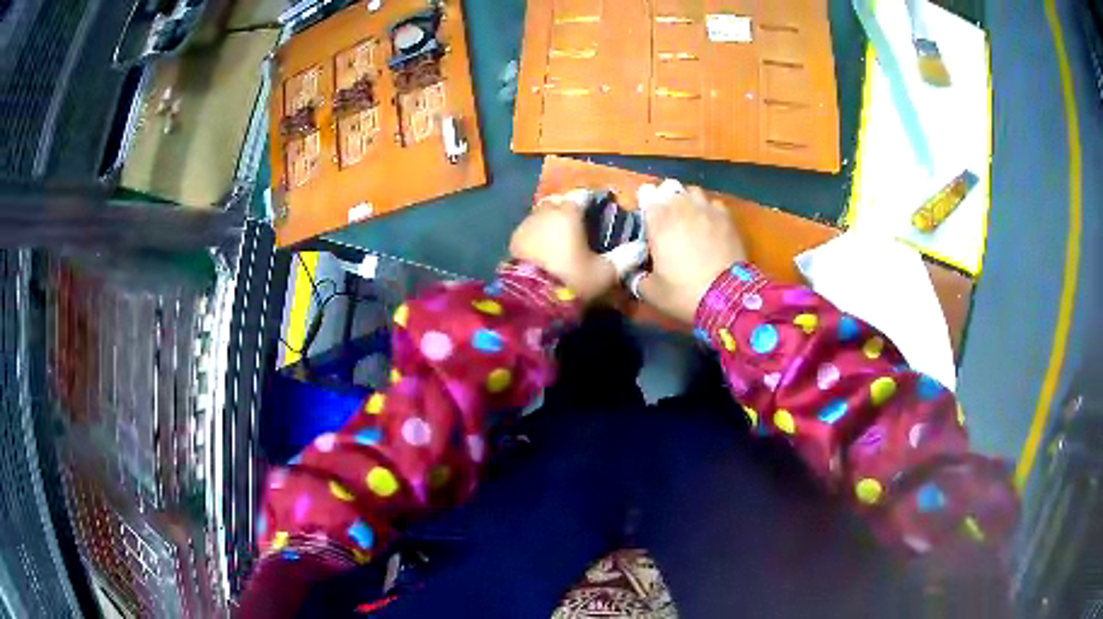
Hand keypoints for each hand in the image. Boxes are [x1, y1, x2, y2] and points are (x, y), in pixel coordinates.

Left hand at [509, 191, 617, 302]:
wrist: (528, 301)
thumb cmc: (571, 280)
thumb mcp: (604, 273)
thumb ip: (624, 258)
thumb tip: (640, 247)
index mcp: (569, 212)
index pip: (583, 195)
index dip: (593, 201)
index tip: (601, 210)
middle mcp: (545, 212)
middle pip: (560, 201)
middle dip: (570, 207)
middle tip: (582, 223)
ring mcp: (525, 225)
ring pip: (543, 213)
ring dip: (553, 220)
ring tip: (563, 236)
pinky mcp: (512, 241)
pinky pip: (531, 229)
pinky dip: (540, 233)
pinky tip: (546, 248)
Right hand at [636, 180, 747, 322]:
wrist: (727, 298)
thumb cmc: (684, 292)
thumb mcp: (651, 292)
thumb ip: (636, 278)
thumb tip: (631, 272)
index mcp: (658, 221)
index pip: (646, 193)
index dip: (645, 202)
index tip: (646, 217)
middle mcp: (682, 207)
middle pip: (669, 188)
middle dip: (666, 198)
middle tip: (667, 217)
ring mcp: (707, 210)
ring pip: (693, 191)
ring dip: (688, 200)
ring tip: (689, 216)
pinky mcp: (727, 218)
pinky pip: (714, 204)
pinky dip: (709, 210)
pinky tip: (710, 224)